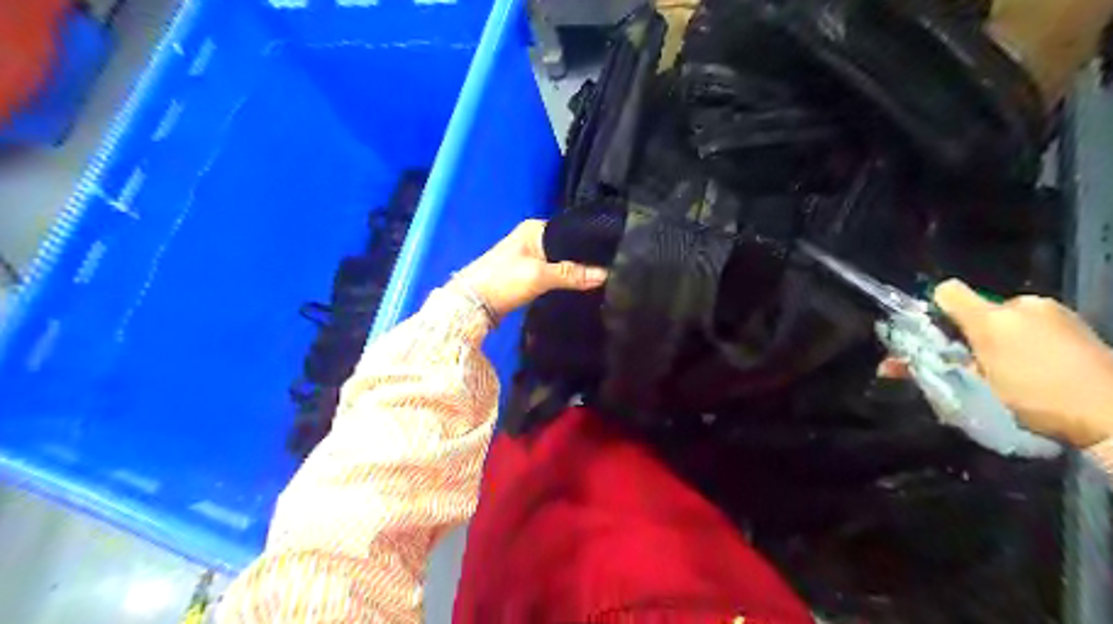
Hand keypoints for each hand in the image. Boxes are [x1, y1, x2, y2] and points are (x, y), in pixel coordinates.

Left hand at [452, 220, 606, 317]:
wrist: (470, 305)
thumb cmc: (503, 281)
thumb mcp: (538, 276)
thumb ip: (571, 274)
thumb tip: (606, 274)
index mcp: (535, 229)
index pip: (571, 231)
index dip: (589, 244)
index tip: (612, 256)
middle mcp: (532, 238)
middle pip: (567, 247)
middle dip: (584, 259)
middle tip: (610, 270)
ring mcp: (528, 256)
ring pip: (560, 261)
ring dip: (574, 271)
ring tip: (601, 279)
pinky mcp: (526, 274)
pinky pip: (552, 273)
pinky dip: (564, 280)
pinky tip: (579, 287)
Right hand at [927, 279, 1112, 447]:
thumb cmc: (1036, 400)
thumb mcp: (975, 389)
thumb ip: (931, 369)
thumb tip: (886, 366)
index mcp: (991, 318)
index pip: (947, 293)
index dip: (935, 310)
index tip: (936, 337)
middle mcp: (1020, 304)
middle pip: (977, 309)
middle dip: (970, 333)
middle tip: (973, 363)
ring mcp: (1053, 310)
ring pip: (1007, 318)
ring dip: (999, 337)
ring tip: (1008, 369)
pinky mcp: (1077, 321)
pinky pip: (1034, 322)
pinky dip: (1026, 339)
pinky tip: (1037, 366)